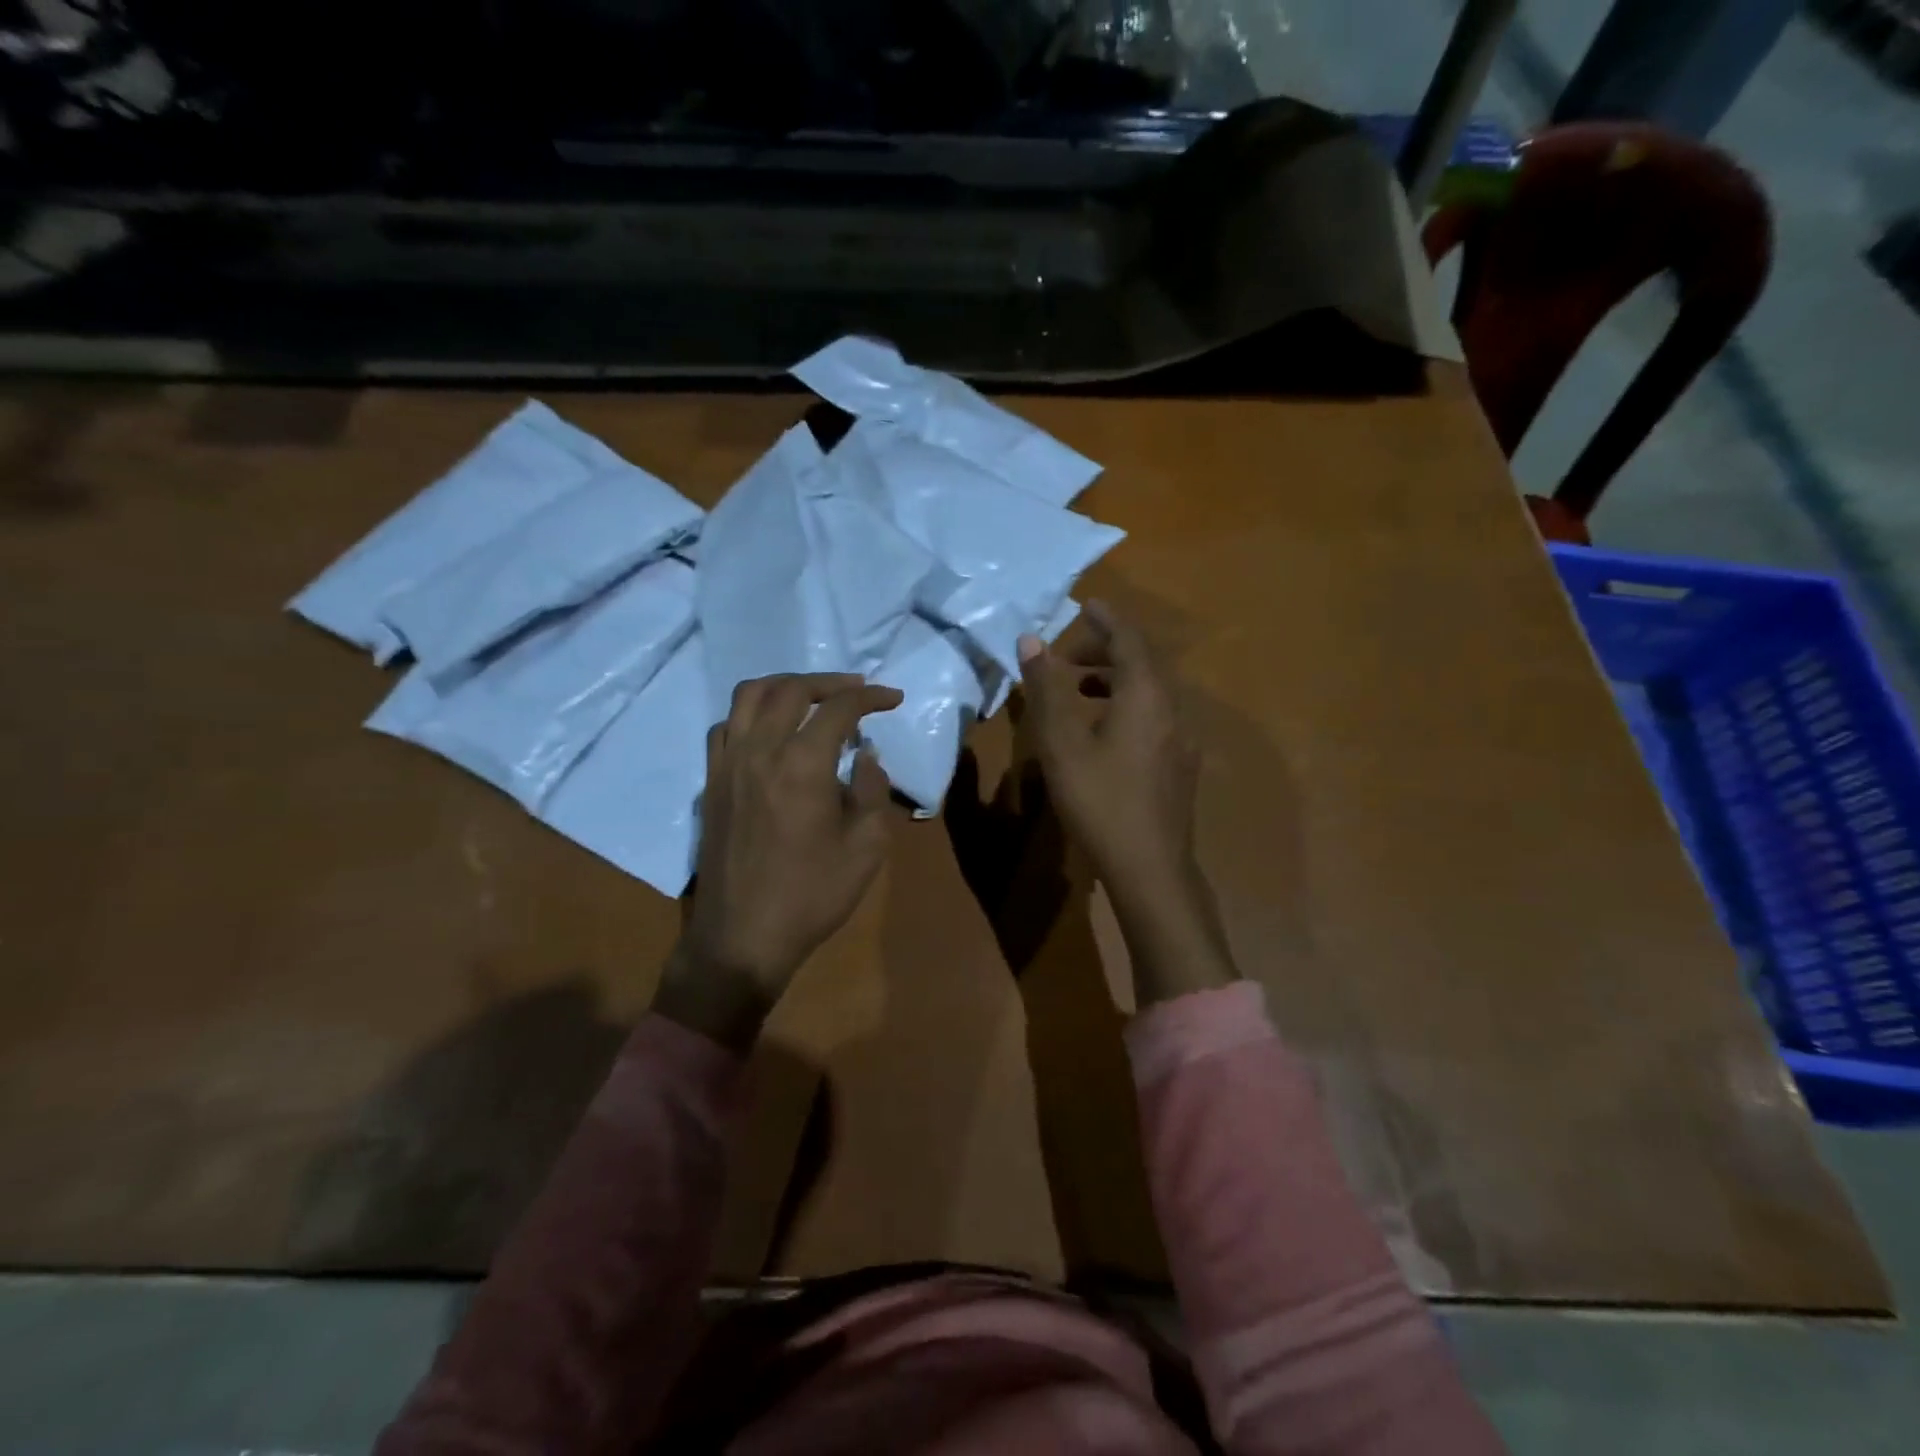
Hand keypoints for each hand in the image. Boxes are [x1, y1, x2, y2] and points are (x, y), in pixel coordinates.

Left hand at [654, 672, 902, 1050]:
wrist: (742, 937)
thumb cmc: (812, 894)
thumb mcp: (866, 846)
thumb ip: (872, 789)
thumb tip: (865, 755)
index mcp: (801, 764)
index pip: (838, 709)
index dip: (870, 697)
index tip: (893, 698)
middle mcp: (759, 751)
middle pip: (789, 689)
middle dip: (829, 682)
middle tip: (856, 691)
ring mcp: (727, 764)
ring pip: (748, 697)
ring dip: (784, 687)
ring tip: (810, 699)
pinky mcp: (711, 783)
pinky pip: (726, 727)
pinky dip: (752, 714)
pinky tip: (771, 732)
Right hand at [1017, 603, 1235, 1004]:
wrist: (1150, 868)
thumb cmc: (1100, 799)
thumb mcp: (1062, 742)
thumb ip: (1046, 688)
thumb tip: (1031, 640)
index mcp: (1146, 695)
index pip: (1129, 640)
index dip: (1105, 620)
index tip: (1085, 605)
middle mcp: (1172, 709)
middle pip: (1142, 663)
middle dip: (1105, 651)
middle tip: (1066, 657)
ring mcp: (1181, 739)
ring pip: (1149, 692)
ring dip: (1114, 680)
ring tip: (1078, 689)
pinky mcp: (1179, 765)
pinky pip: (1153, 716)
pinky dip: (1126, 706)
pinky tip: (1103, 732)